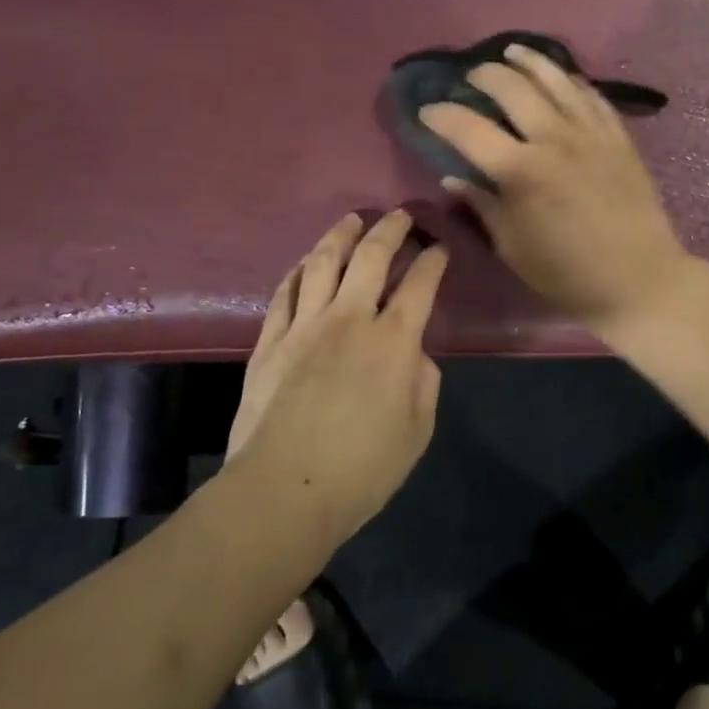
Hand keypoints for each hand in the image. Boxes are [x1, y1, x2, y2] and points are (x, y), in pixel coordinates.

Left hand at [225, 209, 447, 539]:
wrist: (283, 492)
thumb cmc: (361, 470)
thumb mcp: (417, 432)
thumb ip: (422, 383)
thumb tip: (412, 355)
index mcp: (393, 341)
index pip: (419, 284)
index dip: (433, 260)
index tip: (439, 248)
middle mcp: (350, 319)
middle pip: (371, 257)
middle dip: (390, 229)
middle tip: (400, 216)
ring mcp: (304, 326)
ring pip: (323, 263)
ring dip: (341, 235)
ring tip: (352, 220)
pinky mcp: (270, 341)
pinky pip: (285, 292)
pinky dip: (299, 270)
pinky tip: (306, 262)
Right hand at [419, 42, 692, 335]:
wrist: (639, 279)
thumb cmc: (567, 273)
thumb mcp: (512, 247)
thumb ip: (482, 204)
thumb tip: (454, 176)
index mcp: (520, 171)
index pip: (468, 128)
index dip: (442, 115)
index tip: (427, 111)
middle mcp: (554, 139)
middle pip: (511, 88)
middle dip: (483, 76)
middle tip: (469, 78)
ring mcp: (591, 133)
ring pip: (555, 79)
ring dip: (528, 61)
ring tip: (511, 52)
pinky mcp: (618, 136)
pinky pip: (591, 95)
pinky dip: (570, 79)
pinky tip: (561, 75)